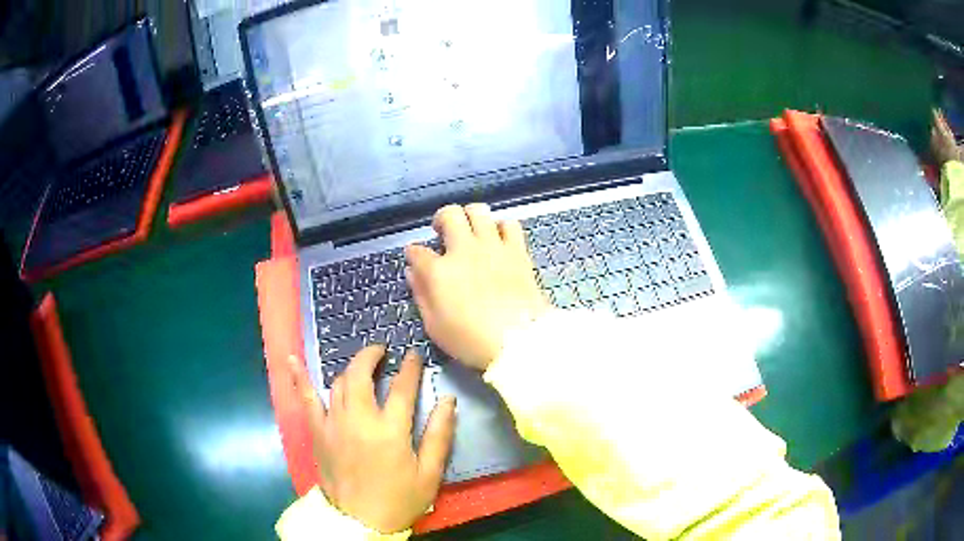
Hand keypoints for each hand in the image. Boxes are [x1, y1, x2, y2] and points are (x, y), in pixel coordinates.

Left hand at [286, 346, 455, 532]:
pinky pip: (306, 400)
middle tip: (381, 351)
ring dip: (350, 368)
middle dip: (371, 355)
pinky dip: (299, 378)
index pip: (401, 388)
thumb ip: (439, 435)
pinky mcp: (317, 433)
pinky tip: (293, 359)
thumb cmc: (399, 499)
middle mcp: (358, 420)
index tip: (413, 355)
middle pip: (361, 375)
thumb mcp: (429, 474)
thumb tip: (448, 400)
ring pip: (338, 383)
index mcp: (389, 431)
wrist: (359, 521)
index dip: (409, 368)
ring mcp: (333, 424)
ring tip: (361, 364)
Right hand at [405, 204, 550, 369]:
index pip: (417, 251)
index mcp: (439, 271)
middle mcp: (464, 250)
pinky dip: (501, 227)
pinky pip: (509, 223)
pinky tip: (498, 239)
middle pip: (449, 215)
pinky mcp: (517, 250)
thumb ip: (421, 295)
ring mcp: (493, 246)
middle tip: (443, 233)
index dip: (413, 253)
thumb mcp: (435, 326)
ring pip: (479, 211)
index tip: (415, 257)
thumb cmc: (471, 340)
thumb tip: (412, 272)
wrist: (519, 340)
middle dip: (441, 219)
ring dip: (470, 217)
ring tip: (471, 231)